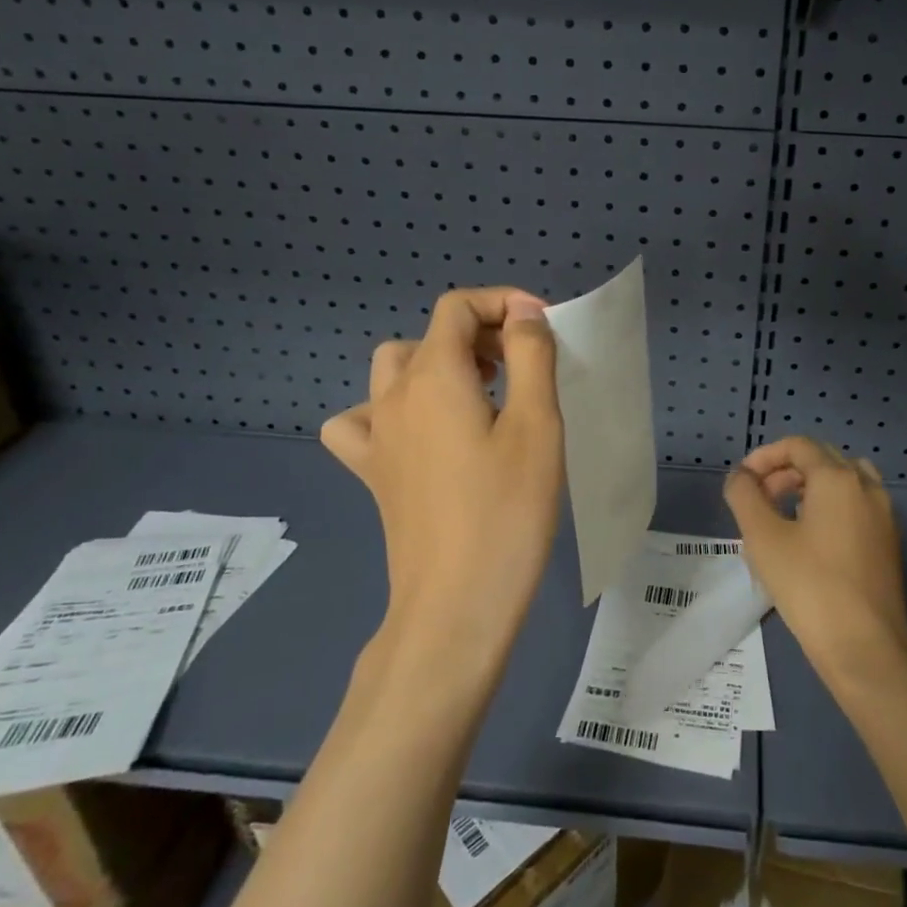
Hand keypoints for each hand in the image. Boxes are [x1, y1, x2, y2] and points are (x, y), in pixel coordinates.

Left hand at [322, 288, 563, 664]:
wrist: (456, 604)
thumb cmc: (507, 510)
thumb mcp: (537, 423)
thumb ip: (530, 354)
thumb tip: (522, 311)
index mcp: (434, 376)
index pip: (457, 306)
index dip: (503, 302)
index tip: (543, 329)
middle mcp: (394, 397)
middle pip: (430, 336)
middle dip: (479, 334)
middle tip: (523, 366)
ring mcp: (376, 437)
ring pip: (393, 371)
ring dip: (437, 365)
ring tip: (479, 393)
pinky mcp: (373, 474)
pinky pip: (363, 422)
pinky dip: (390, 411)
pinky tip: (421, 434)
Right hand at [723, 437, 906, 693]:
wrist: (865, 648)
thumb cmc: (809, 586)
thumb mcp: (763, 538)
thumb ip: (745, 495)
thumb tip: (740, 476)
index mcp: (838, 478)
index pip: (798, 446)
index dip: (765, 456)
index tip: (742, 481)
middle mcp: (867, 486)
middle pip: (822, 458)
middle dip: (785, 470)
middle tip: (758, 497)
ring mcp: (884, 515)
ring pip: (843, 480)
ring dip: (810, 486)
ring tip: (783, 513)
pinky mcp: (889, 542)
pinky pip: (856, 504)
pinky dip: (830, 505)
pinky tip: (810, 538)